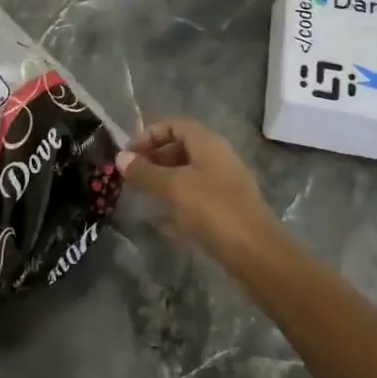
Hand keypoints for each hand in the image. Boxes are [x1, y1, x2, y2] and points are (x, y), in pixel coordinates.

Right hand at [118, 118, 279, 260]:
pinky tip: (160, 221)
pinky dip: (177, 202)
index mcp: (208, 143)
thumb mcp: (174, 188)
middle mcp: (218, 157)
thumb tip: (120, 157)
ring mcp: (224, 184)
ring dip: (164, 180)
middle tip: (131, 175)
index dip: (149, 134)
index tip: (129, 153)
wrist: (256, 253)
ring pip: (188, 173)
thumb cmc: (213, 210)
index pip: (175, 124)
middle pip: (181, 147)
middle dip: (154, 157)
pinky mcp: (226, 209)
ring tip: (141, 195)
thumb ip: (145, 172)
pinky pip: (195, 196)